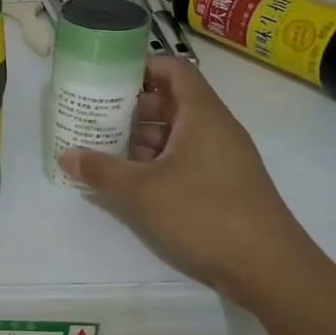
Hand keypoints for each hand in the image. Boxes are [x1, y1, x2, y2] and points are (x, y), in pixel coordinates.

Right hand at [58, 56, 312, 301]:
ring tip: (104, 148)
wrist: (269, 268)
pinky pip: (185, 158)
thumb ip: (102, 170)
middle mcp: (215, 128)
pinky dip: (157, 161)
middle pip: (172, 100)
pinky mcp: (223, 184)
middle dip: (132, 106)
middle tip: (96, 115)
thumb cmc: (205, 213)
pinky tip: (131, 180)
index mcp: (202, 114)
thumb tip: (66, 155)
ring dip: (142, 137)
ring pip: (177, 132)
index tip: (107, 76)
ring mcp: (222, 157)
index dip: (142, 65)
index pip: (174, 69)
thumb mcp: (143, 191)